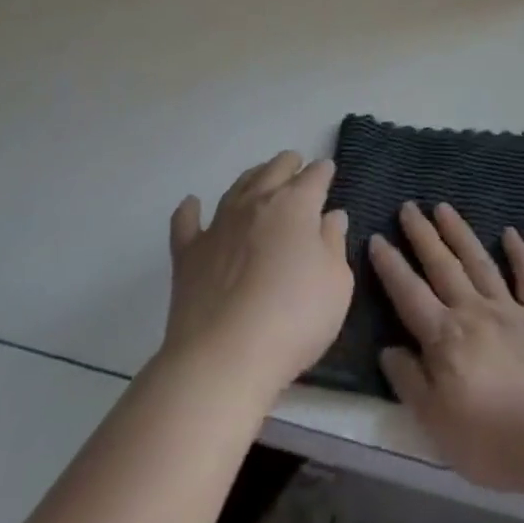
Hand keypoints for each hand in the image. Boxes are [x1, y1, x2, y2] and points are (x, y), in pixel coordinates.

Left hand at [162, 152, 352, 402]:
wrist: (223, 359)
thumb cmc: (294, 319)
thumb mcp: (336, 284)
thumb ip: (334, 243)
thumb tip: (332, 216)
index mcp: (296, 205)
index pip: (315, 176)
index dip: (324, 171)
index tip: (328, 171)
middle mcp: (256, 202)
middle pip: (274, 169)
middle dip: (289, 164)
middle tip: (296, 166)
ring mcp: (219, 225)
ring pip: (237, 187)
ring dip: (252, 177)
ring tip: (260, 176)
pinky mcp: (189, 254)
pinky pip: (187, 222)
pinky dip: (190, 210)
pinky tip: (192, 204)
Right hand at [368, 202, 523, 492]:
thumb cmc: (490, 439)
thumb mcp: (435, 423)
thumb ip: (410, 382)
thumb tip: (388, 349)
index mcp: (445, 337)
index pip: (410, 294)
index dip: (391, 266)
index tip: (377, 237)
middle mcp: (473, 311)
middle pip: (443, 267)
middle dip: (423, 235)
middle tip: (409, 207)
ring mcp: (510, 310)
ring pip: (479, 263)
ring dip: (460, 233)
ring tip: (444, 207)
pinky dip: (520, 254)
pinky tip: (510, 233)